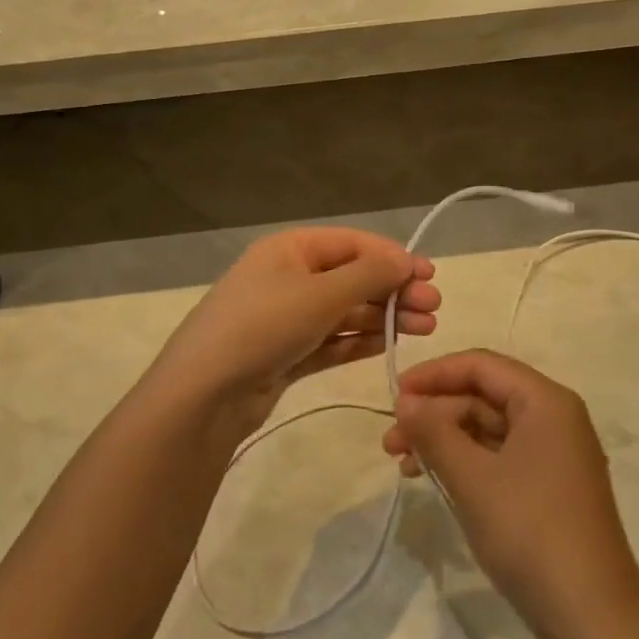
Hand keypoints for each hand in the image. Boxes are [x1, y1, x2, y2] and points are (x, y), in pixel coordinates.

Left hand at [145, 228, 438, 436]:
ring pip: (345, 310)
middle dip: (393, 290)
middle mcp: (289, 276)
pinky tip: (389, 344)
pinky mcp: (287, 353)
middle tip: (433, 308)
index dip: (392, 257)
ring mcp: (287, 317)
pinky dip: (360, 340)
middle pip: (352, 277)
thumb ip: (368, 275)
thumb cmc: (264, 326)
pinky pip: (332, 339)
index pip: (352, 244)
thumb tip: (404, 258)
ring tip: (425, 328)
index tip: (429, 275)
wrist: (204, 394)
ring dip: (384, 316)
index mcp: (290, 249)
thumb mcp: (320, 294)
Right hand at [383, 350, 638, 638]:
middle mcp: (554, 417)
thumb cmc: (531, 533)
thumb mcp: (473, 479)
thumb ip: (435, 432)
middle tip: (390, 442)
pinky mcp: (550, 487)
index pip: (481, 365)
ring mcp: (554, 454)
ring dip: (444, 440)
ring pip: (488, 428)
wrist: (594, 619)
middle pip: (484, 396)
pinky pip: (499, 456)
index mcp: (545, 401)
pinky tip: (435, 480)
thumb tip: (405, 400)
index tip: (393, 396)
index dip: (434, 374)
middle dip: (434, 413)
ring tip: (402, 464)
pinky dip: (465, 463)